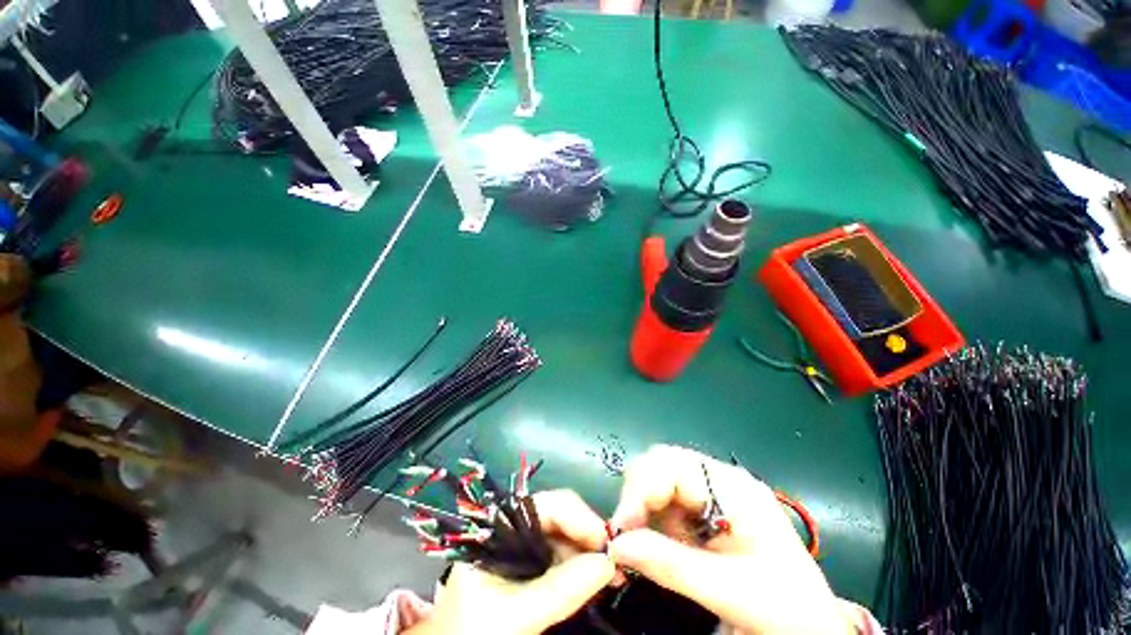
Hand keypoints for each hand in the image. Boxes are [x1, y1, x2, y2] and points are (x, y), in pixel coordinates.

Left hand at [406, 490, 614, 634]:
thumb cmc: (473, 633)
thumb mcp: (516, 614)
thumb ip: (561, 588)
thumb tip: (609, 563)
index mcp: (501, 526)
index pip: (548, 505)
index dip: (581, 517)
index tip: (609, 542)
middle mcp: (514, 529)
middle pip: (560, 518)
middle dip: (589, 536)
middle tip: (618, 563)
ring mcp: (522, 549)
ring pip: (564, 538)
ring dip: (588, 553)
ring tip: (612, 576)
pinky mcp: (528, 569)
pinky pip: (560, 559)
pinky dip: (579, 568)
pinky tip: (594, 581)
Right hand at [607, 445, 852, 633]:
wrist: (814, 630)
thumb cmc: (786, 608)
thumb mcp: (731, 589)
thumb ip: (671, 564)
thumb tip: (615, 545)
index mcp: (731, 486)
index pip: (671, 463)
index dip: (641, 487)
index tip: (622, 527)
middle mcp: (716, 482)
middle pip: (659, 468)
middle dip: (636, 499)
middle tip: (623, 538)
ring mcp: (709, 499)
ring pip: (656, 488)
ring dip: (639, 515)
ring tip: (634, 550)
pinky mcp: (702, 518)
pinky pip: (663, 511)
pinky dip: (648, 528)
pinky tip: (649, 551)